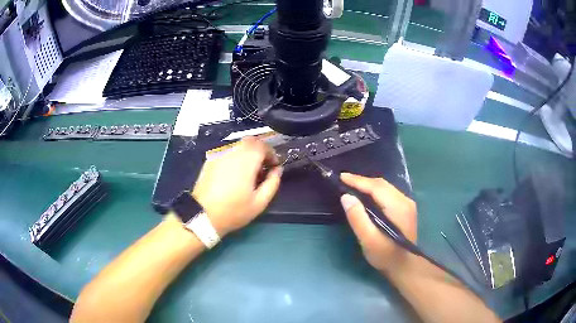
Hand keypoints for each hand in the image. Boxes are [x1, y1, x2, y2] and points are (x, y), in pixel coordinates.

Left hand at [192, 137, 282, 235]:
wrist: (202, 215)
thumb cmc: (233, 211)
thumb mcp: (259, 202)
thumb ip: (272, 183)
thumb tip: (278, 170)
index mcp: (246, 160)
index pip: (263, 145)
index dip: (271, 153)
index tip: (273, 166)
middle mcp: (232, 152)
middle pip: (250, 141)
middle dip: (259, 150)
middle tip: (262, 166)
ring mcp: (219, 155)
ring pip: (238, 145)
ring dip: (247, 153)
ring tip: (248, 171)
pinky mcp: (210, 160)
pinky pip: (227, 152)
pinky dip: (235, 157)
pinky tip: (233, 173)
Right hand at [340, 173, 416, 272]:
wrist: (404, 266)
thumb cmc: (385, 255)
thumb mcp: (368, 240)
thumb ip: (357, 218)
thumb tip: (346, 197)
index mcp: (398, 207)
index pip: (376, 187)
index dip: (358, 181)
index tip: (341, 177)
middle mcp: (405, 201)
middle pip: (382, 184)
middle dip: (362, 181)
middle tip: (344, 180)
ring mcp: (407, 204)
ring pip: (385, 187)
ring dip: (368, 185)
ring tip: (352, 186)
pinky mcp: (406, 209)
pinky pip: (388, 193)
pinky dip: (375, 191)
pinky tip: (366, 195)